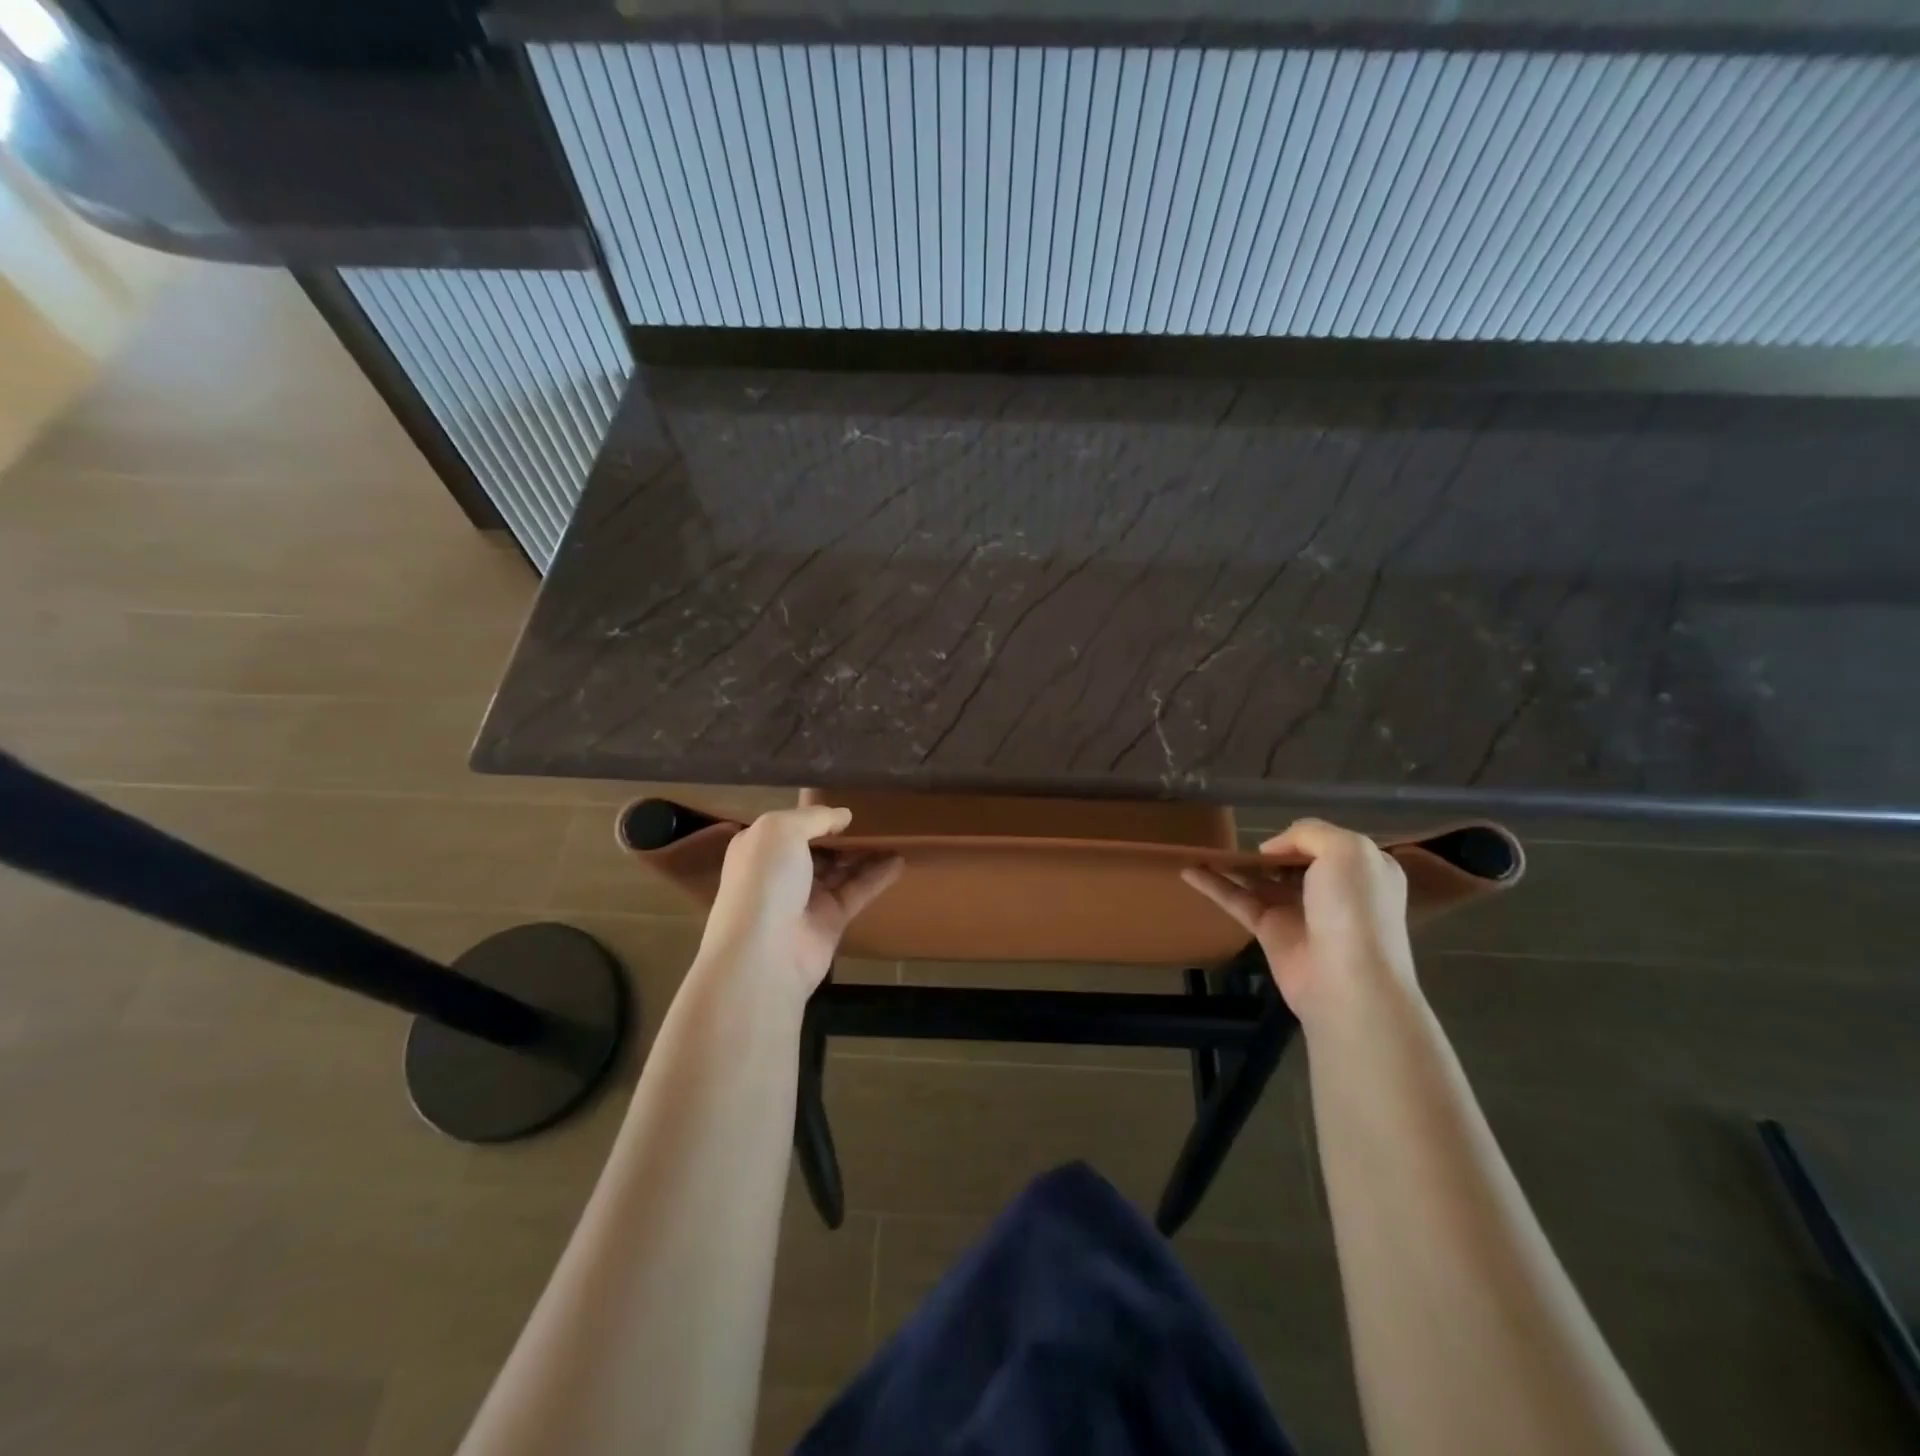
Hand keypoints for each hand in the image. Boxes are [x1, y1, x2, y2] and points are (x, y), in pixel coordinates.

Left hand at [698, 805, 902, 1001]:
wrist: (763, 954)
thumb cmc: (765, 881)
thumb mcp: (782, 831)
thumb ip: (814, 817)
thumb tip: (843, 815)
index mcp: (760, 847)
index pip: (790, 825)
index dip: (816, 814)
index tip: (845, 802)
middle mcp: (781, 871)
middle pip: (818, 847)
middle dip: (843, 834)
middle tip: (876, 815)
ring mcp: (806, 898)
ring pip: (841, 869)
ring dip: (866, 852)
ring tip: (895, 833)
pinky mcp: (831, 920)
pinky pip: (858, 891)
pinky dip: (878, 876)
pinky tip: (900, 860)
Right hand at [1181, 818, 1415, 1028]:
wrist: (1350, 984)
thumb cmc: (1355, 910)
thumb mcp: (1346, 851)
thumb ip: (1309, 832)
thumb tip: (1272, 849)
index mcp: (1361, 868)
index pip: (1325, 842)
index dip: (1300, 836)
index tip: (1275, 836)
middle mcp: (1331, 888)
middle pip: (1290, 860)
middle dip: (1264, 849)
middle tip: (1232, 837)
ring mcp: (1299, 911)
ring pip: (1259, 879)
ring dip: (1232, 864)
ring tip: (1200, 847)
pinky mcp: (1270, 931)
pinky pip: (1237, 900)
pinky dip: (1213, 885)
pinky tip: (1188, 871)